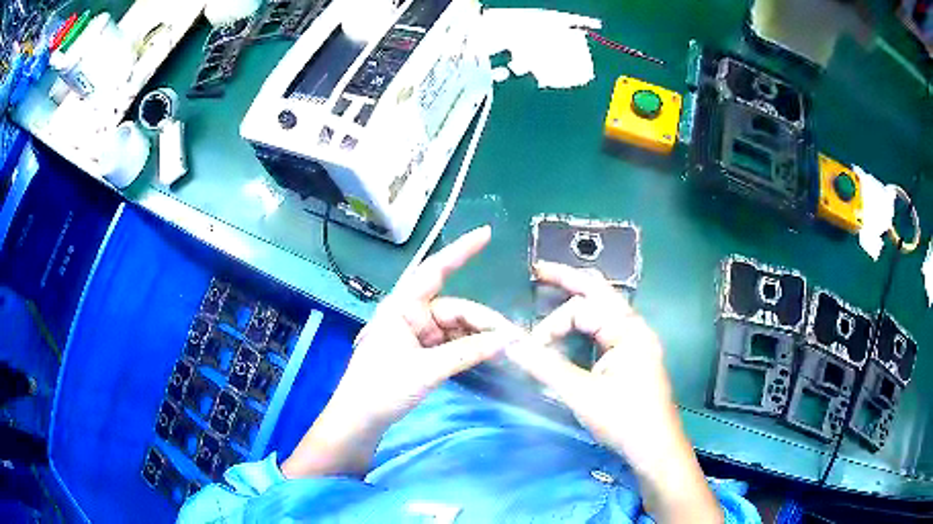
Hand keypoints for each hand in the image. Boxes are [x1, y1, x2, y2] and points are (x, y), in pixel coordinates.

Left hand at [282, 226, 520, 478]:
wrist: (360, 419)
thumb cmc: (382, 388)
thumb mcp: (427, 370)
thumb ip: (467, 352)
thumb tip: (507, 341)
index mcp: (402, 307)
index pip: (434, 271)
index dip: (461, 251)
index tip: (486, 234)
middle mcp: (410, 314)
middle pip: (454, 308)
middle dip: (483, 320)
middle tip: (512, 337)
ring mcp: (416, 334)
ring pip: (456, 327)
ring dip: (479, 336)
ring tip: (506, 348)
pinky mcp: (421, 351)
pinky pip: (451, 342)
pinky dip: (469, 347)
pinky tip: (488, 354)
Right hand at [507, 262, 720, 523]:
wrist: (655, 449)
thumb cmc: (624, 420)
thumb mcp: (581, 394)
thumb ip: (544, 366)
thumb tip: (508, 343)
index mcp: (629, 331)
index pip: (582, 311)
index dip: (551, 326)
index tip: (531, 350)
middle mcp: (635, 328)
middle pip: (600, 293)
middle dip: (569, 280)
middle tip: (540, 270)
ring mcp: (636, 342)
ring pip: (605, 309)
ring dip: (580, 299)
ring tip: (555, 286)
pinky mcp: (632, 357)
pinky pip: (607, 328)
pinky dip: (588, 321)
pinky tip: (575, 324)